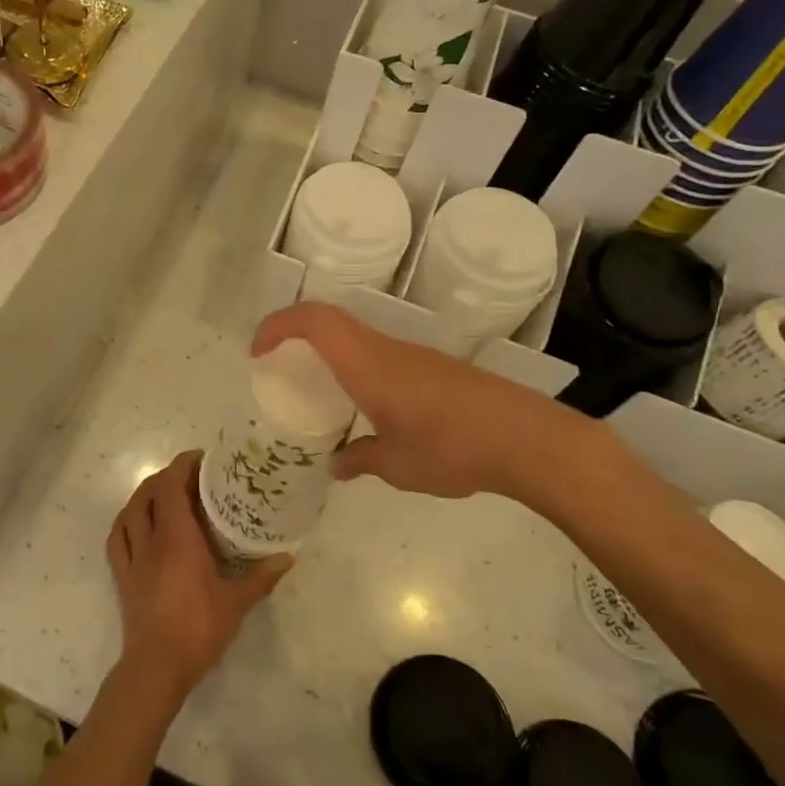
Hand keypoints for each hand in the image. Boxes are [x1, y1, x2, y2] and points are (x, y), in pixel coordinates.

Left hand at [106, 452, 290, 701]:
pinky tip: (137, 523)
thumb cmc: (198, 629)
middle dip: (168, 476)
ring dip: (145, 494)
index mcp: (177, 537)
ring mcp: (132, 557)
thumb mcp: (236, 603)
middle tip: (191, 477)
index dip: (183, 465)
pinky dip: (126, 521)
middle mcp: (151, 539)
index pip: (171, 485)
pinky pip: (117, 537)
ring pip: (130, 510)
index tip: (202, 459)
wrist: (156, 667)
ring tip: (164, 494)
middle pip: (150, 492)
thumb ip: (261, 577)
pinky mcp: (121, 576)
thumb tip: (288, 556)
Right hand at [252, 301, 639, 510]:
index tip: (258, 353)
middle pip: (330, 320)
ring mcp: (411, 355)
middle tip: (278, 368)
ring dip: (326, 349)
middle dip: (295, 334)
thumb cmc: (452, 448)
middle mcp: (385, 349)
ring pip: (355, 335)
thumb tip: (336, 465)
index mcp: (367, 364)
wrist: (526, 439)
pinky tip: (363, 405)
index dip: (278, 325)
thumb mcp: (398, 465)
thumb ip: (361, 460)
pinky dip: (354, 364)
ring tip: (314, 389)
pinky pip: (377, 353)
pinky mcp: (432, 367)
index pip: (314, 321)